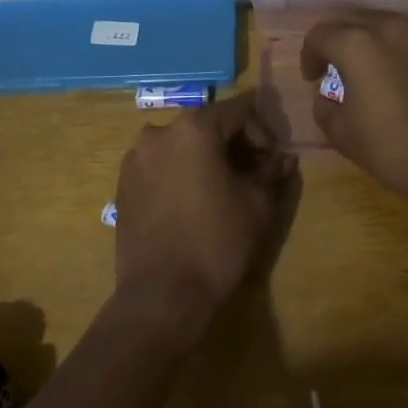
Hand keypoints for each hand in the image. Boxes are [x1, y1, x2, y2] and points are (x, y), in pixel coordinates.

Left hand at [112, 93, 298, 346]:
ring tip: (221, 189)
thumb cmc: (216, 243)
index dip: (262, 129)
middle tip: (252, 173)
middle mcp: (159, 132)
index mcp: (194, 128)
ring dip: (204, 157)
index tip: (272, 158)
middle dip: (233, 143)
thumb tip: (284, 158)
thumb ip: (271, 171)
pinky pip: (160, 164)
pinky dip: (180, 172)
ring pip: (181, 144)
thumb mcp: (257, 204)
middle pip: (207, 125)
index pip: (238, 109)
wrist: (161, 297)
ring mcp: (136, 157)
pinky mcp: (122, 183)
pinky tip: (192, 202)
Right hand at [301, 11, 407, 208]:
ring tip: (368, 66)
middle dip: (337, 39)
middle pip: (352, 18)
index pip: (320, 34)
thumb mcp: (341, 134)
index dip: (309, 55)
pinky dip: (398, 48)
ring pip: (384, 23)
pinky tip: (401, 75)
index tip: (313, 78)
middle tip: (335, 66)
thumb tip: (328, 93)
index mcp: (357, 43)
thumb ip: (323, 105)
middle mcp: (389, 27)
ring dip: (369, 38)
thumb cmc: (393, 149)